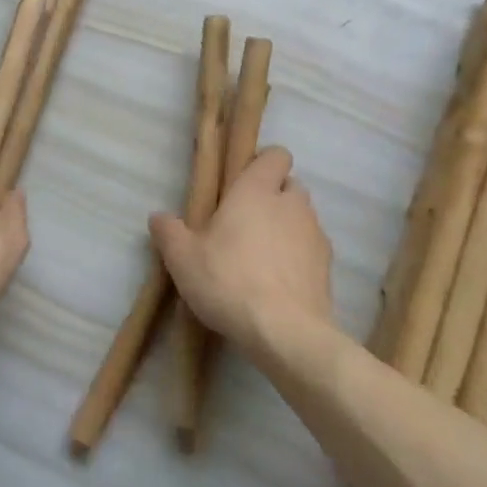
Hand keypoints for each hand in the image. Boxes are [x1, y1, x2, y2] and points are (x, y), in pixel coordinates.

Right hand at [149, 147, 335, 363]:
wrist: (285, 331)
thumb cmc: (228, 281)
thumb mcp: (182, 258)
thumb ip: (169, 232)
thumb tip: (158, 217)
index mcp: (257, 190)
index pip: (276, 155)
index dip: (263, 164)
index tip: (242, 183)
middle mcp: (291, 204)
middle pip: (290, 185)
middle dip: (273, 197)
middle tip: (245, 223)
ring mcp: (315, 234)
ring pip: (303, 218)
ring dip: (287, 228)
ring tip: (261, 258)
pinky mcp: (328, 266)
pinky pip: (312, 249)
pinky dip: (299, 258)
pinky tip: (278, 283)